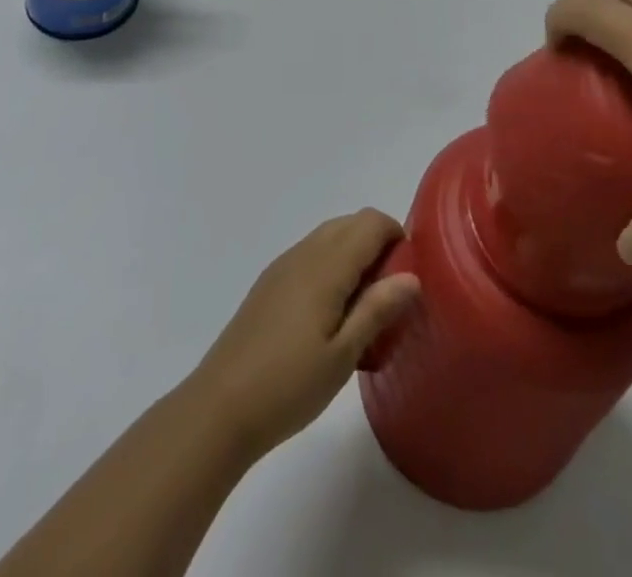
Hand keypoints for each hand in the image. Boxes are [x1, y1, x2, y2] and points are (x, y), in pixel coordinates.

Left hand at [187, 210, 419, 461]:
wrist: (219, 409)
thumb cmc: (288, 385)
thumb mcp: (343, 355)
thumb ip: (378, 309)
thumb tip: (412, 276)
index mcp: (326, 264)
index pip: (371, 222)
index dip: (397, 236)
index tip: (408, 275)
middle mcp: (305, 253)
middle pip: (350, 224)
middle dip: (377, 245)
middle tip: (389, 295)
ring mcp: (283, 266)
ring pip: (329, 238)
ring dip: (353, 256)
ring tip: (362, 309)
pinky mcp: (269, 284)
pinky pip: (311, 256)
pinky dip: (331, 267)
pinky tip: (329, 317)